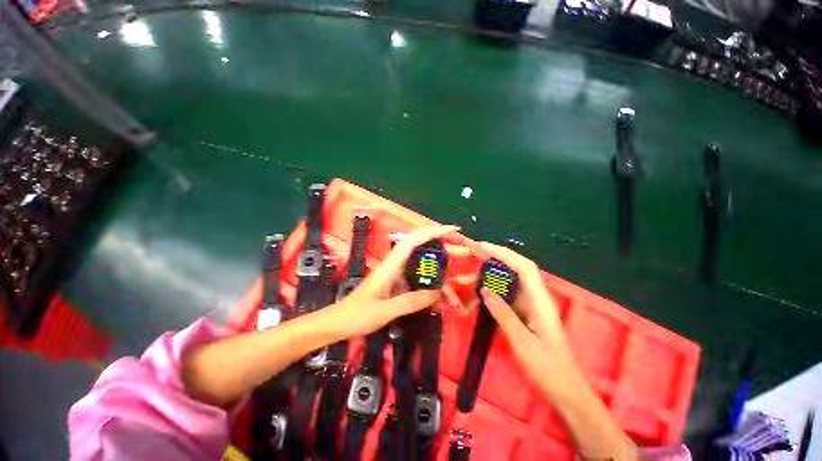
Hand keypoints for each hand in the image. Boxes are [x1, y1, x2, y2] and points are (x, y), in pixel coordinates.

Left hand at [323, 225, 460, 338]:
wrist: (337, 323)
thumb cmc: (356, 315)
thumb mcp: (385, 311)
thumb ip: (410, 302)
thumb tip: (437, 294)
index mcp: (390, 266)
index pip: (413, 240)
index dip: (433, 232)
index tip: (453, 230)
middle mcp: (394, 265)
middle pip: (420, 248)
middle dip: (441, 247)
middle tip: (461, 252)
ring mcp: (395, 275)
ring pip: (421, 266)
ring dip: (438, 273)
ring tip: (453, 289)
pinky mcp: (395, 284)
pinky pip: (416, 280)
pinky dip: (429, 286)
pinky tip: (438, 299)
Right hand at [477, 242, 638, 459]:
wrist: (565, 390)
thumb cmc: (547, 368)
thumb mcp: (522, 342)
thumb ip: (503, 314)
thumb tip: (485, 290)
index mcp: (541, 301)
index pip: (524, 267)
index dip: (504, 253)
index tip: (482, 247)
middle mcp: (537, 297)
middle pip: (518, 268)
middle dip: (496, 257)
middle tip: (473, 254)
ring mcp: (532, 305)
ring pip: (512, 280)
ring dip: (493, 272)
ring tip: (473, 270)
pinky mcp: (526, 313)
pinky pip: (509, 294)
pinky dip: (494, 288)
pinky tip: (482, 291)